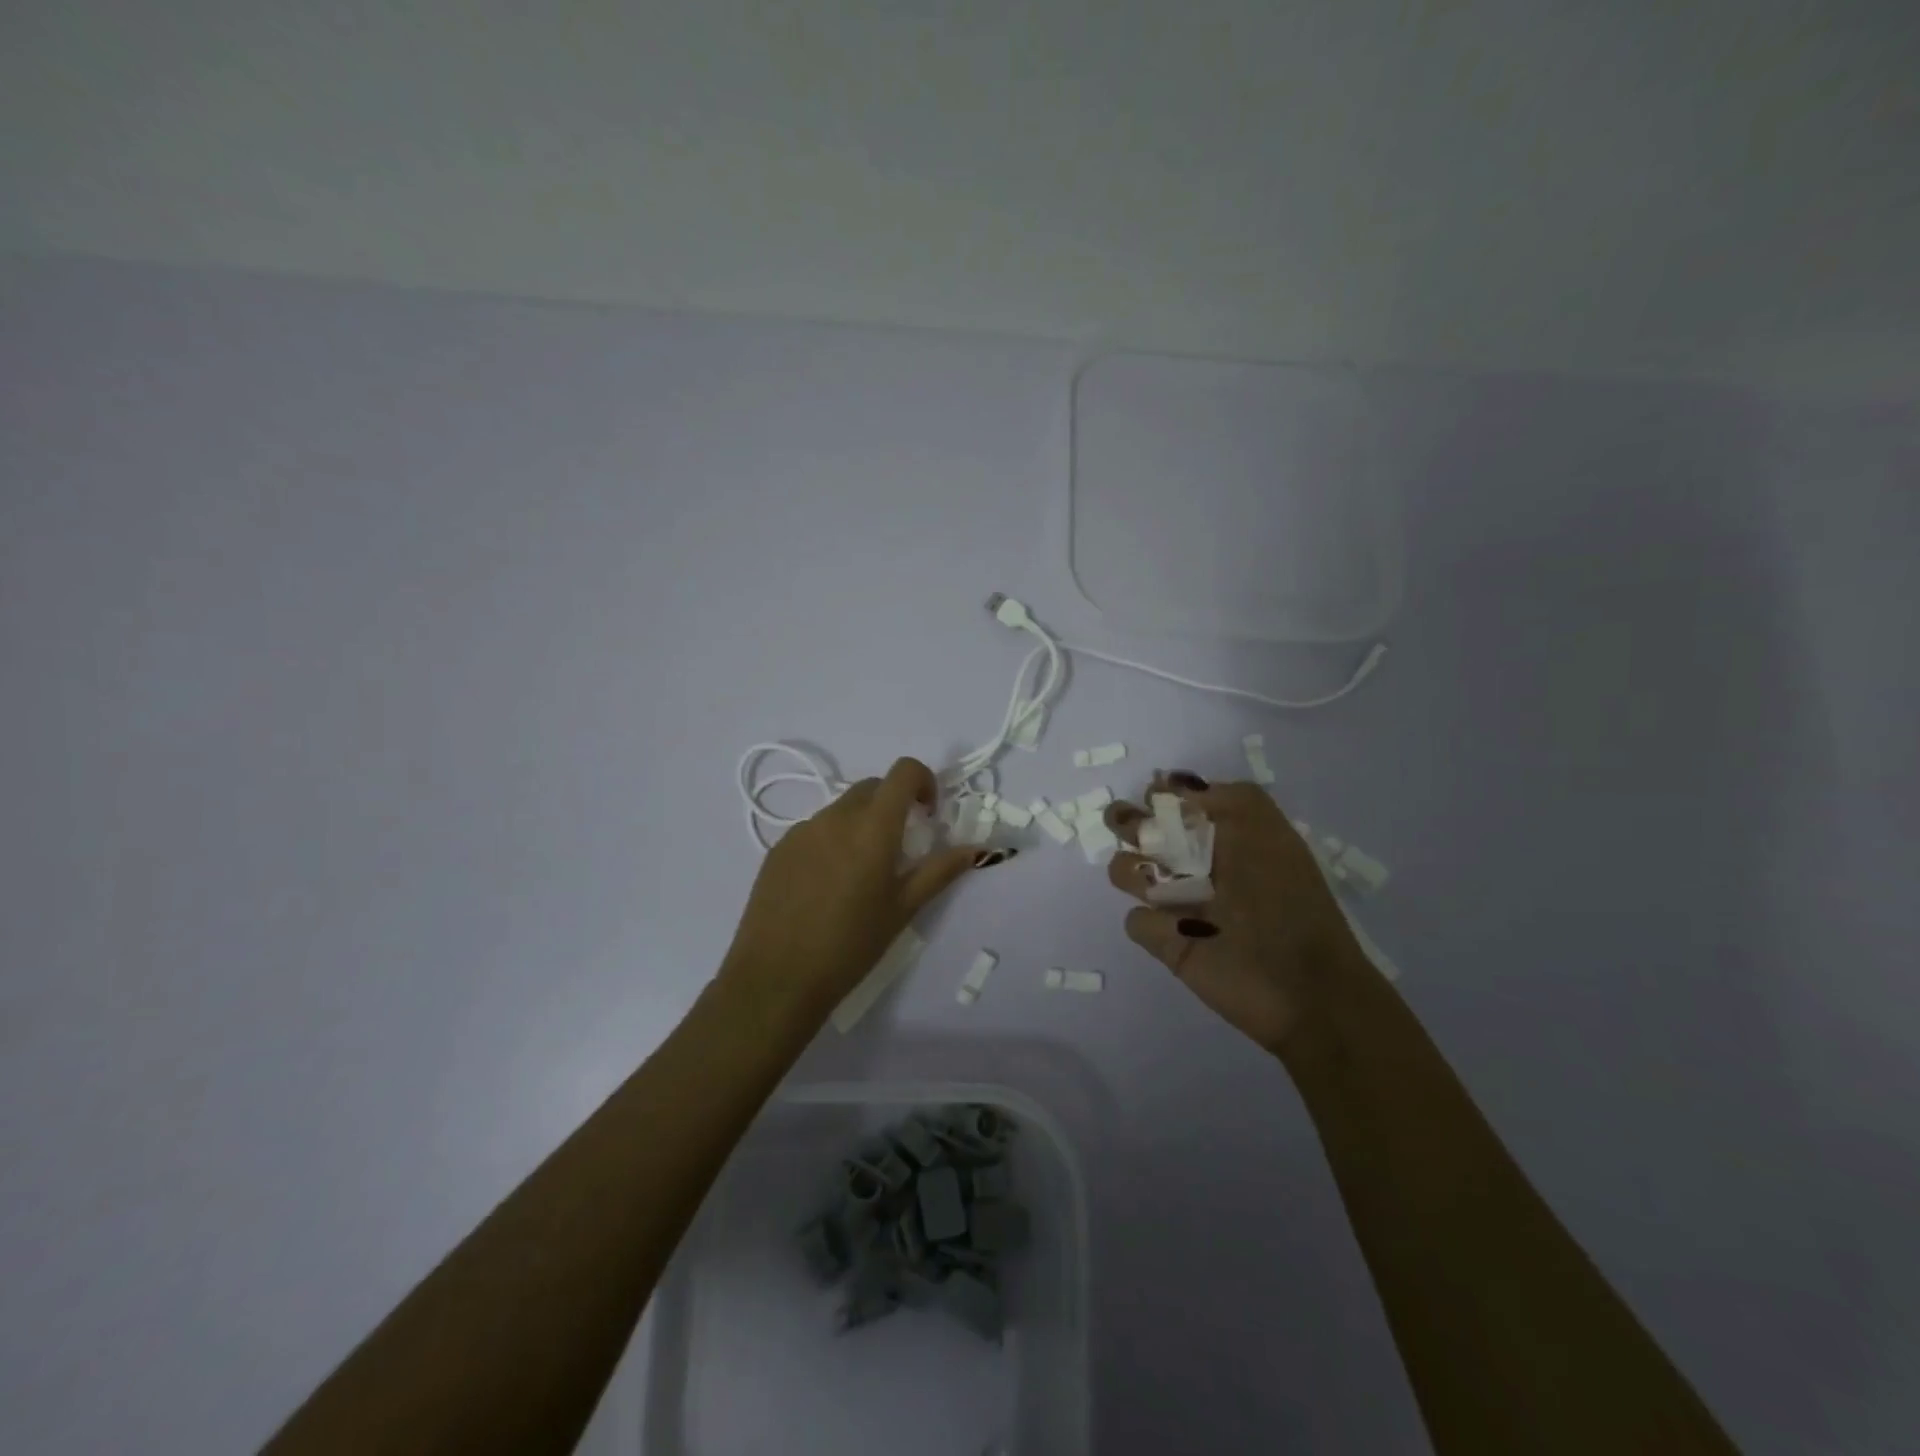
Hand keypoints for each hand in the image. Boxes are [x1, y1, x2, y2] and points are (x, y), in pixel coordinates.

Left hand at [720, 757, 992, 1025]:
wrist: (776, 978)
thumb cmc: (850, 945)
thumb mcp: (903, 909)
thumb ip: (939, 871)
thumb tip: (975, 849)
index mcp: (872, 826)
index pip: (903, 771)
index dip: (923, 781)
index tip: (928, 815)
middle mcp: (835, 816)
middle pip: (872, 787)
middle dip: (893, 804)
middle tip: (899, 848)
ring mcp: (801, 830)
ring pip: (841, 809)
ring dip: (861, 824)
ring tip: (860, 874)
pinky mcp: (778, 849)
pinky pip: (814, 830)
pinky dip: (831, 841)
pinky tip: (826, 887)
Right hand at [1102, 772, 1371, 1056]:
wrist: (1306, 991)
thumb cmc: (1289, 903)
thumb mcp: (1272, 836)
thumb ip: (1232, 800)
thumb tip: (1176, 786)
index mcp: (1222, 836)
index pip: (1176, 803)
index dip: (1162, 797)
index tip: (1160, 800)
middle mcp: (1195, 865)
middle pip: (1141, 831)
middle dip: (1128, 823)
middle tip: (1131, 829)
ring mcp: (1177, 905)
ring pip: (1126, 871)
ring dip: (1131, 870)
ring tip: (1158, 883)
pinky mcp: (1168, 943)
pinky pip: (1137, 922)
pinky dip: (1151, 922)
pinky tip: (1179, 931)